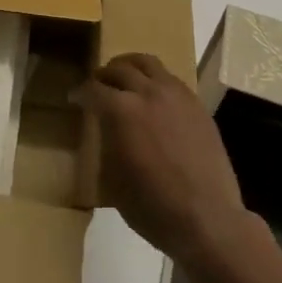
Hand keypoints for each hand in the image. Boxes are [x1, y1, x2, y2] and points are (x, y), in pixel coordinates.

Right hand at [74, 53, 251, 268]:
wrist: (207, 219)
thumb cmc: (152, 206)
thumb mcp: (113, 179)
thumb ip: (107, 143)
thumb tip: (106, 129)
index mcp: (121, 110)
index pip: (93, 90)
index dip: (80, 93)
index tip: (74, 98)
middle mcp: (147, 92)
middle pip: (119, 69)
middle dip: (103, 75)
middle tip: (97, 85)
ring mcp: (175, 94)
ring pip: (148, 63)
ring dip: (130, 66)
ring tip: (124, 76)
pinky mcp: (196, 104)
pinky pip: (171, 78)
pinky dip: (155, 79)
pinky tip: (154, 95)